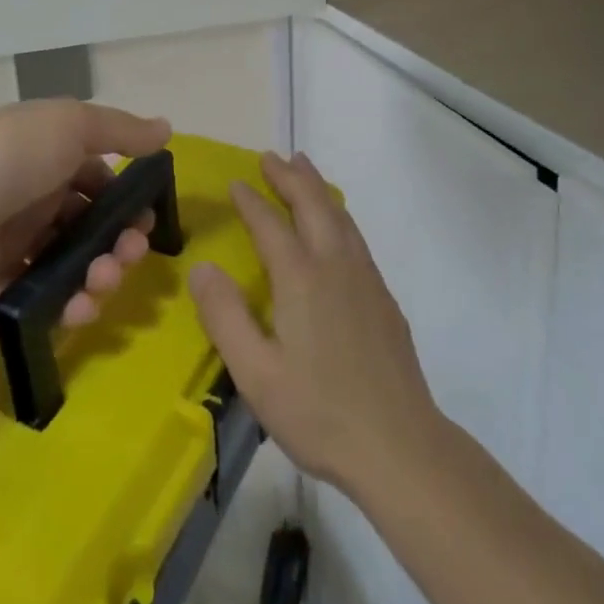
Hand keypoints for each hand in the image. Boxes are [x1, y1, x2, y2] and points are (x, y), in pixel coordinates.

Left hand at [0, 99, 171, 324]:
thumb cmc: (9, 154)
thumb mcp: (70, 124)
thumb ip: (121, 130)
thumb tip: (167, 128)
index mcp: (54, 151)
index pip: (103, 176)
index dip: (129, 198)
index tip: (147, 219)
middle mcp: (41, 190)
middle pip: (95, 222)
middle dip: (121, 241)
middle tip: (129, 255)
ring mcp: (22, 235)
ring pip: (78, 259)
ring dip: (101, 274)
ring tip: (100, 283)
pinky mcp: (5, 276)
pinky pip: (49, 291)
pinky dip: (70, 301)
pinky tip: (79, 307)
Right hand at [189, 152, 443, 492]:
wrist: (401, 446)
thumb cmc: (320, 413)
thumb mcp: (256, 374)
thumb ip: (225, 317)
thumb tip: (202, 267)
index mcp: (301, 278)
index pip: (270, 224)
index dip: (250, 200)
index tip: (235, 182)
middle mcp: (335, 265)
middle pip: (311, 204)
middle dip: (289, 176)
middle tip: (270, 156)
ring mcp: (365, 278)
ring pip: (338, 214)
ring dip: (316, 186)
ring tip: (302, 167)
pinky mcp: (383, 296)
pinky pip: (354, 234)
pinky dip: (337, 211)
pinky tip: (335, 223)